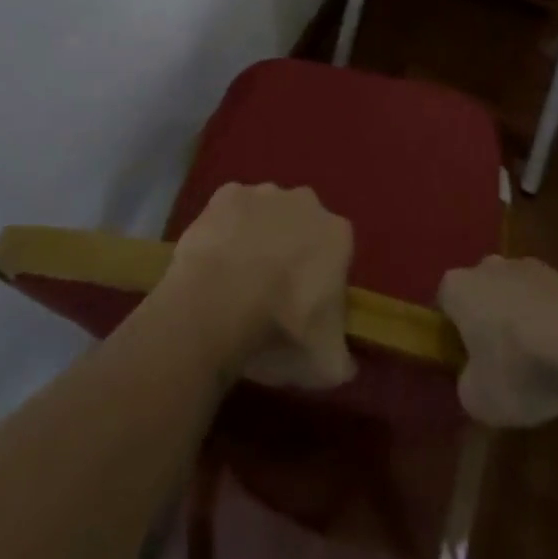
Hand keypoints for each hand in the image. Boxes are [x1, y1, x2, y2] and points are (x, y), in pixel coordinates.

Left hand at [162, 183, 356, 390]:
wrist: (219, 302)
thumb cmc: (281, 329)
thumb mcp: (327, 364)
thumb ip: (341, 358)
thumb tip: (343, 364)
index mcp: (337, 234)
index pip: (337, 253)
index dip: (322, 280)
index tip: (306, 307)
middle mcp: (305, 202)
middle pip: (302, 226)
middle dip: (292, 250)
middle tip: (272, 292)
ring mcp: (262, 194)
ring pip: (266, 213)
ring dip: (258, 236)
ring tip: (237, 278)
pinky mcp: (224, 194)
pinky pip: (230, 211)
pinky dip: (225, 229)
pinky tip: (214, 259)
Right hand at [439, 256, 557, 426]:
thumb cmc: (519, 365)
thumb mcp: (479, 399)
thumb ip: (468, 387)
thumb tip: (475, 381)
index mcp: (457, 286)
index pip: (444, 305)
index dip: (453, 336)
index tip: (466, 364)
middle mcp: (488, 266)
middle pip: (482, 295)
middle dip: (490, 324)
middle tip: (503, 364)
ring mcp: (531, 266)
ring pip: (518, 297)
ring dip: (525, 323)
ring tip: (543, 366)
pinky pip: (551, 304)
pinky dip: (556, 326)